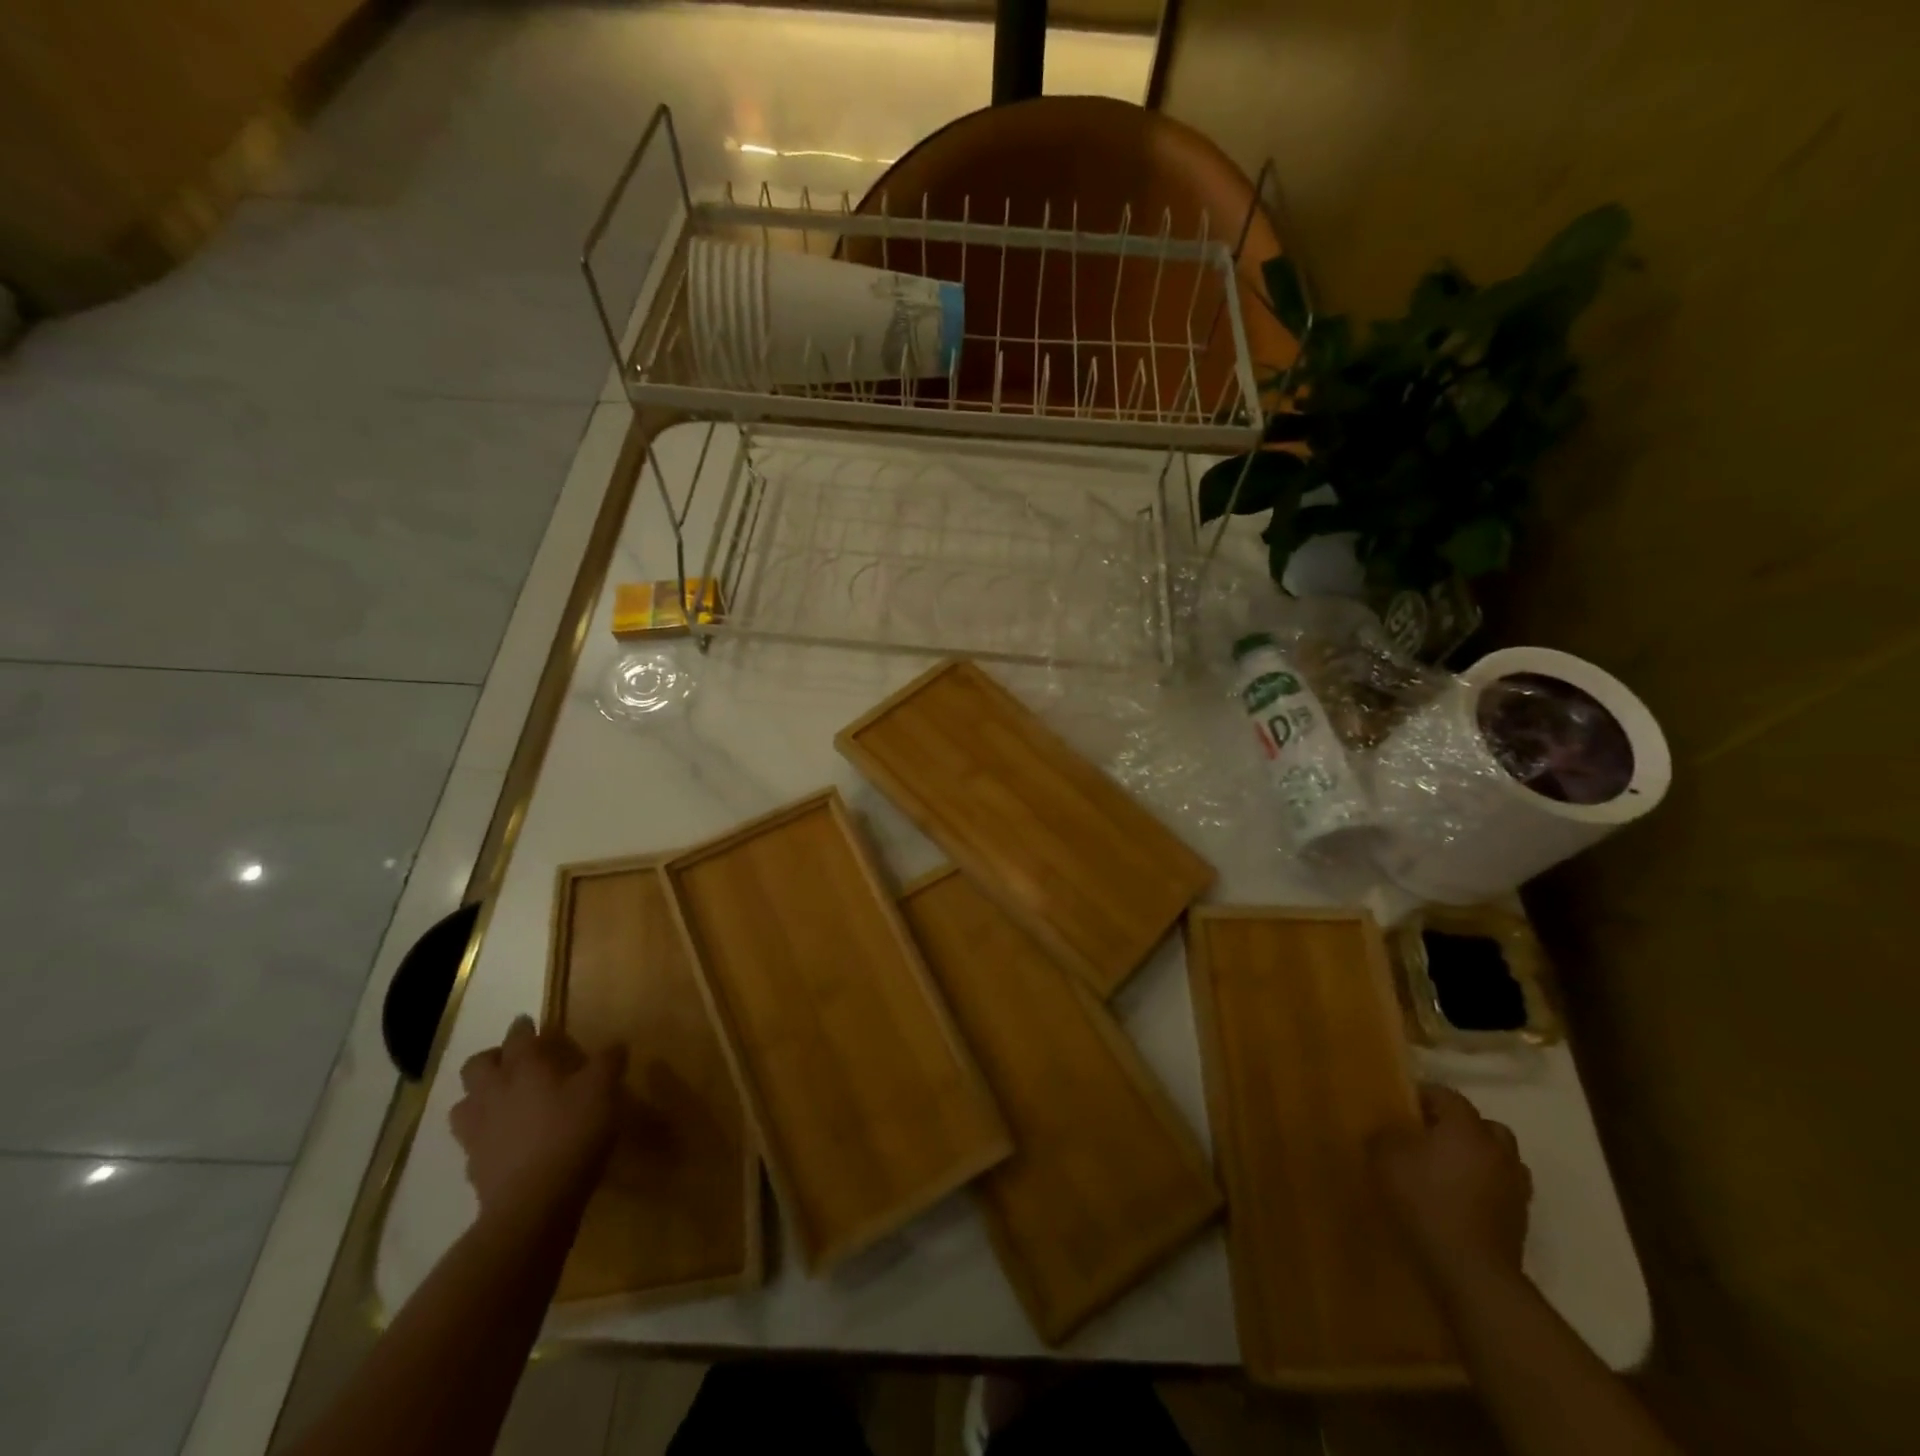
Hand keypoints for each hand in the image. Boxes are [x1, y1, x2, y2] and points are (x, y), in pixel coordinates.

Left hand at [451, 1016, 625, 1222]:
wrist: (535, 1202)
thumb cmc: (573, 1132)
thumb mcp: (603, 1090)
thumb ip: (608, 1062)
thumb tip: (616, 1044)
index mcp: (525, 1068)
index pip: (518, 1037)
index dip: (524, 1028)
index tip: (530, 1023)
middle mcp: (494, 1092)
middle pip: (477, 1066)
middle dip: (492, 1058)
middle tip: (513, 1061)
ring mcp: (478, 1131)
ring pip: (464, 1104)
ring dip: (479, 1096)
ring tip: (500, 1100)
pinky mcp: (474, 1166)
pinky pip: (471, 1141)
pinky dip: (484, 1135)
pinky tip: (503, 1141)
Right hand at [1371, 1084, 1531, 1289]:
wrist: (1470, 1269)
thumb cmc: (1425, 1200)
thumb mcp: (1386, 1157)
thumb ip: (1385, 1133)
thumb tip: (1390, 1130)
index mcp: (1466, 1127)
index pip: (1448, 1095)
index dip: (1423, 1095)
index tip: (1402, 1105)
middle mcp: (1497, 1150)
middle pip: (1483, 1125)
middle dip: (1459, 1126)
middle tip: (1430, 1136)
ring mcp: (1515, 1186)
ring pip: (1499, 1158)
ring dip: (1478, 1157)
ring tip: (1449, 1169)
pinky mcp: (1520, 1219)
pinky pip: (1502, 1188)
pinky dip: (1485, 1186)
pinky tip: (1461, 1198)